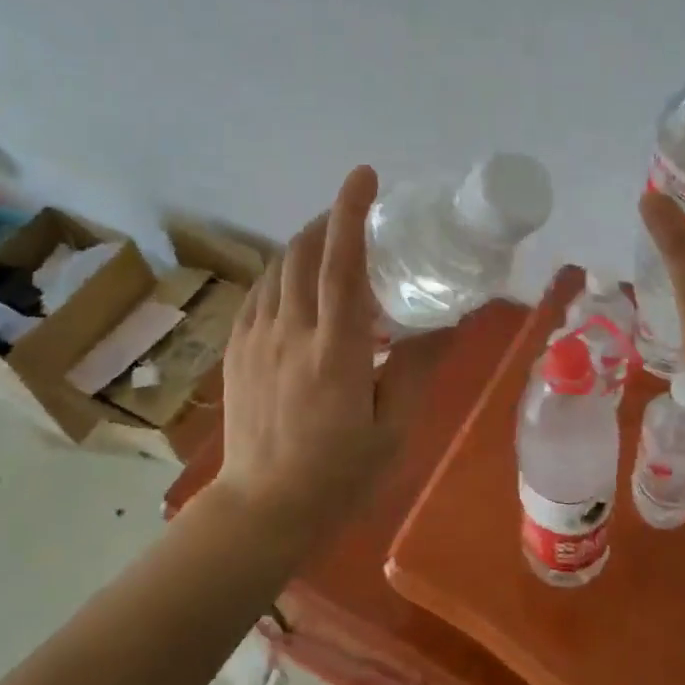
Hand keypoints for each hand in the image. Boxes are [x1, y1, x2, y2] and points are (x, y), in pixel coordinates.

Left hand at [215, 166, 427, 538]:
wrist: (262, 508)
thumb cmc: (338, 473)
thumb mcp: (392, 427)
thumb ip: (417, 367)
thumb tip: (448, 321)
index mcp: (335, 350)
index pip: (341, 265)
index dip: (350, 213)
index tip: (363, 177)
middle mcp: (290, 333)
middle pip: (302, 253)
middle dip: (327, 220)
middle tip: (355, 214)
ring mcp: (255, 339)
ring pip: (277, 269)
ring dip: (303, 244)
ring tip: (329, 244)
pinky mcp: (236, 351)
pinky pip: (258, 293)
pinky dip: (281, 273)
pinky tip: (296, 284)